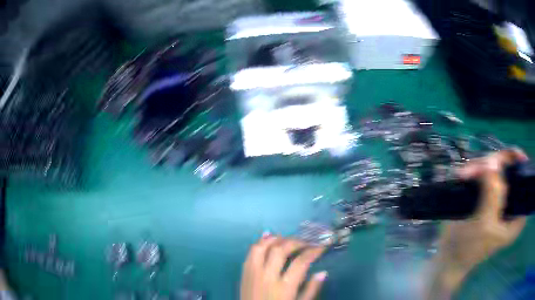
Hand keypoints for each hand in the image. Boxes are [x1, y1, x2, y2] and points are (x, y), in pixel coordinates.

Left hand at [240, 234, 326, 299]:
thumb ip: (311, 289)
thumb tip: (323, 272)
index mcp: (284, 287)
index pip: (301, 262)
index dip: (314, 251)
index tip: (322, 245)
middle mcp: (267, 277)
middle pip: (280, 250)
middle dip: (296, 242)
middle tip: (306, 242)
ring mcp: (253, 274)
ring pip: (262, 248)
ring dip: (275, 239)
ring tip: (288, 239)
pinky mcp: (244, 273)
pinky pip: (250, 253)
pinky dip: (260, 243)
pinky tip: (268, 237)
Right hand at [426, 149, 527, 298]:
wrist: (448, 255)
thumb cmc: (469, 249)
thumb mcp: (484, 225)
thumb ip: (492, 196)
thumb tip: (492, 162)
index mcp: (517, 215)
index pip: (525, 184)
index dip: (522, 168)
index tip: (516, 157)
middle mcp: (511, 202)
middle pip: (510, 169)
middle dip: (496, 165)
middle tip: (482, 167)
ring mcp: (498, 196)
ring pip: (495, 167)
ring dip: (480, 167)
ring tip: (465, 175)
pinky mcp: (486, 193)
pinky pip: (483, 172)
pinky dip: (474, 170)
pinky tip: (463, 176)